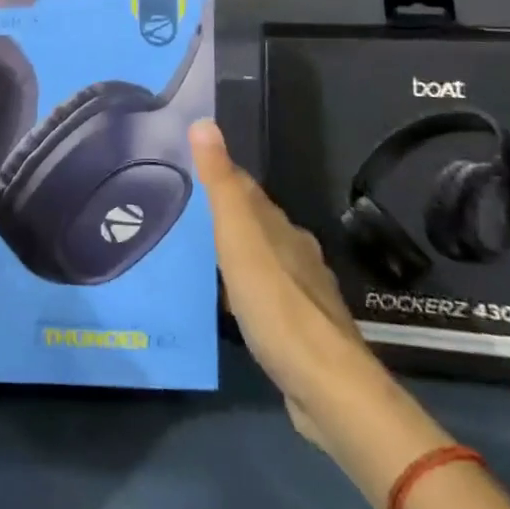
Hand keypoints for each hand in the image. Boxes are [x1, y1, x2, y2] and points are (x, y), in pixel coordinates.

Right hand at [189, 119, 367, 447]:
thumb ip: (221, 184)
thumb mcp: (239, 237)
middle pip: (257, 224)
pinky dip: (244, 291)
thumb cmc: (276, 304)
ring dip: (236, 254)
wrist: (326, 386)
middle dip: (226, 216)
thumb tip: (204, 122)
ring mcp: (302, 294)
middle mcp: (296, 253)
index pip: (247, 189)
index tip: (188, 167)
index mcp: (281, 228)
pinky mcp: (300, 331)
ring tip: (198, 255)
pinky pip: (265, 296)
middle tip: (183, 213)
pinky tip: (229, 304)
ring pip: (263, 260)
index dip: (219, 175)